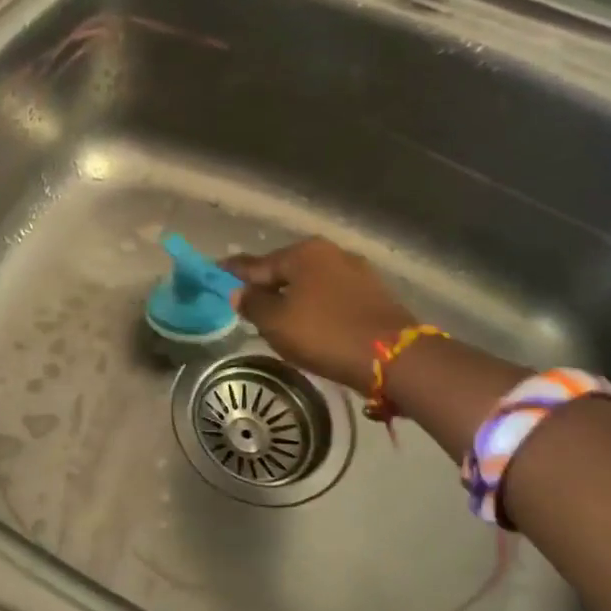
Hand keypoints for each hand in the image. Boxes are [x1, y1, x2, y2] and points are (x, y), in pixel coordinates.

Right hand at [226, 238, 419, 392]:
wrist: (393, 357)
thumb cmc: (325, 334)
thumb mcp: (277, 323)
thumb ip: (253, 305)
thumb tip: (240, 292)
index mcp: (304, 253)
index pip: (258, 263)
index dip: (235, 272)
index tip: (217, 272)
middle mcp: (332, 253)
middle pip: (288, 270)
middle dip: (268, 284)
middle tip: (248, 302)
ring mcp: (358, 272)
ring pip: (312, 283)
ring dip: (294, 297)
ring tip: (279, 316)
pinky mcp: (375, 294)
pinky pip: (333, 296)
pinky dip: (317, 306)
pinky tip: (312, 322)